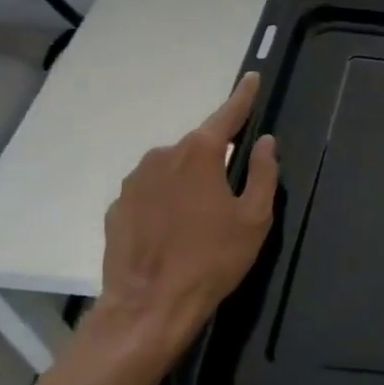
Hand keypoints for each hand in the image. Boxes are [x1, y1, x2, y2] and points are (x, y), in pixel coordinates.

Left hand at [91, 73, 279, 370]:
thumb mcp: (254, 218)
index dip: (243, 97)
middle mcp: (162, 156)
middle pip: (199, 146)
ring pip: (173, 169)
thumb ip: (262, 173)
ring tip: (202, 217)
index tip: (252, 77)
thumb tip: (265, 142)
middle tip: (232, 189)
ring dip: (190, 181)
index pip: (227, 115)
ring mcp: (134, 182)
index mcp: (199, 154)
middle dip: (217, 156)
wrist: (148, 308)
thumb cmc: (212, 259)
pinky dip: (166, 200)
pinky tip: (174, 231)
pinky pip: (151, 192)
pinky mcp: (118, 208)